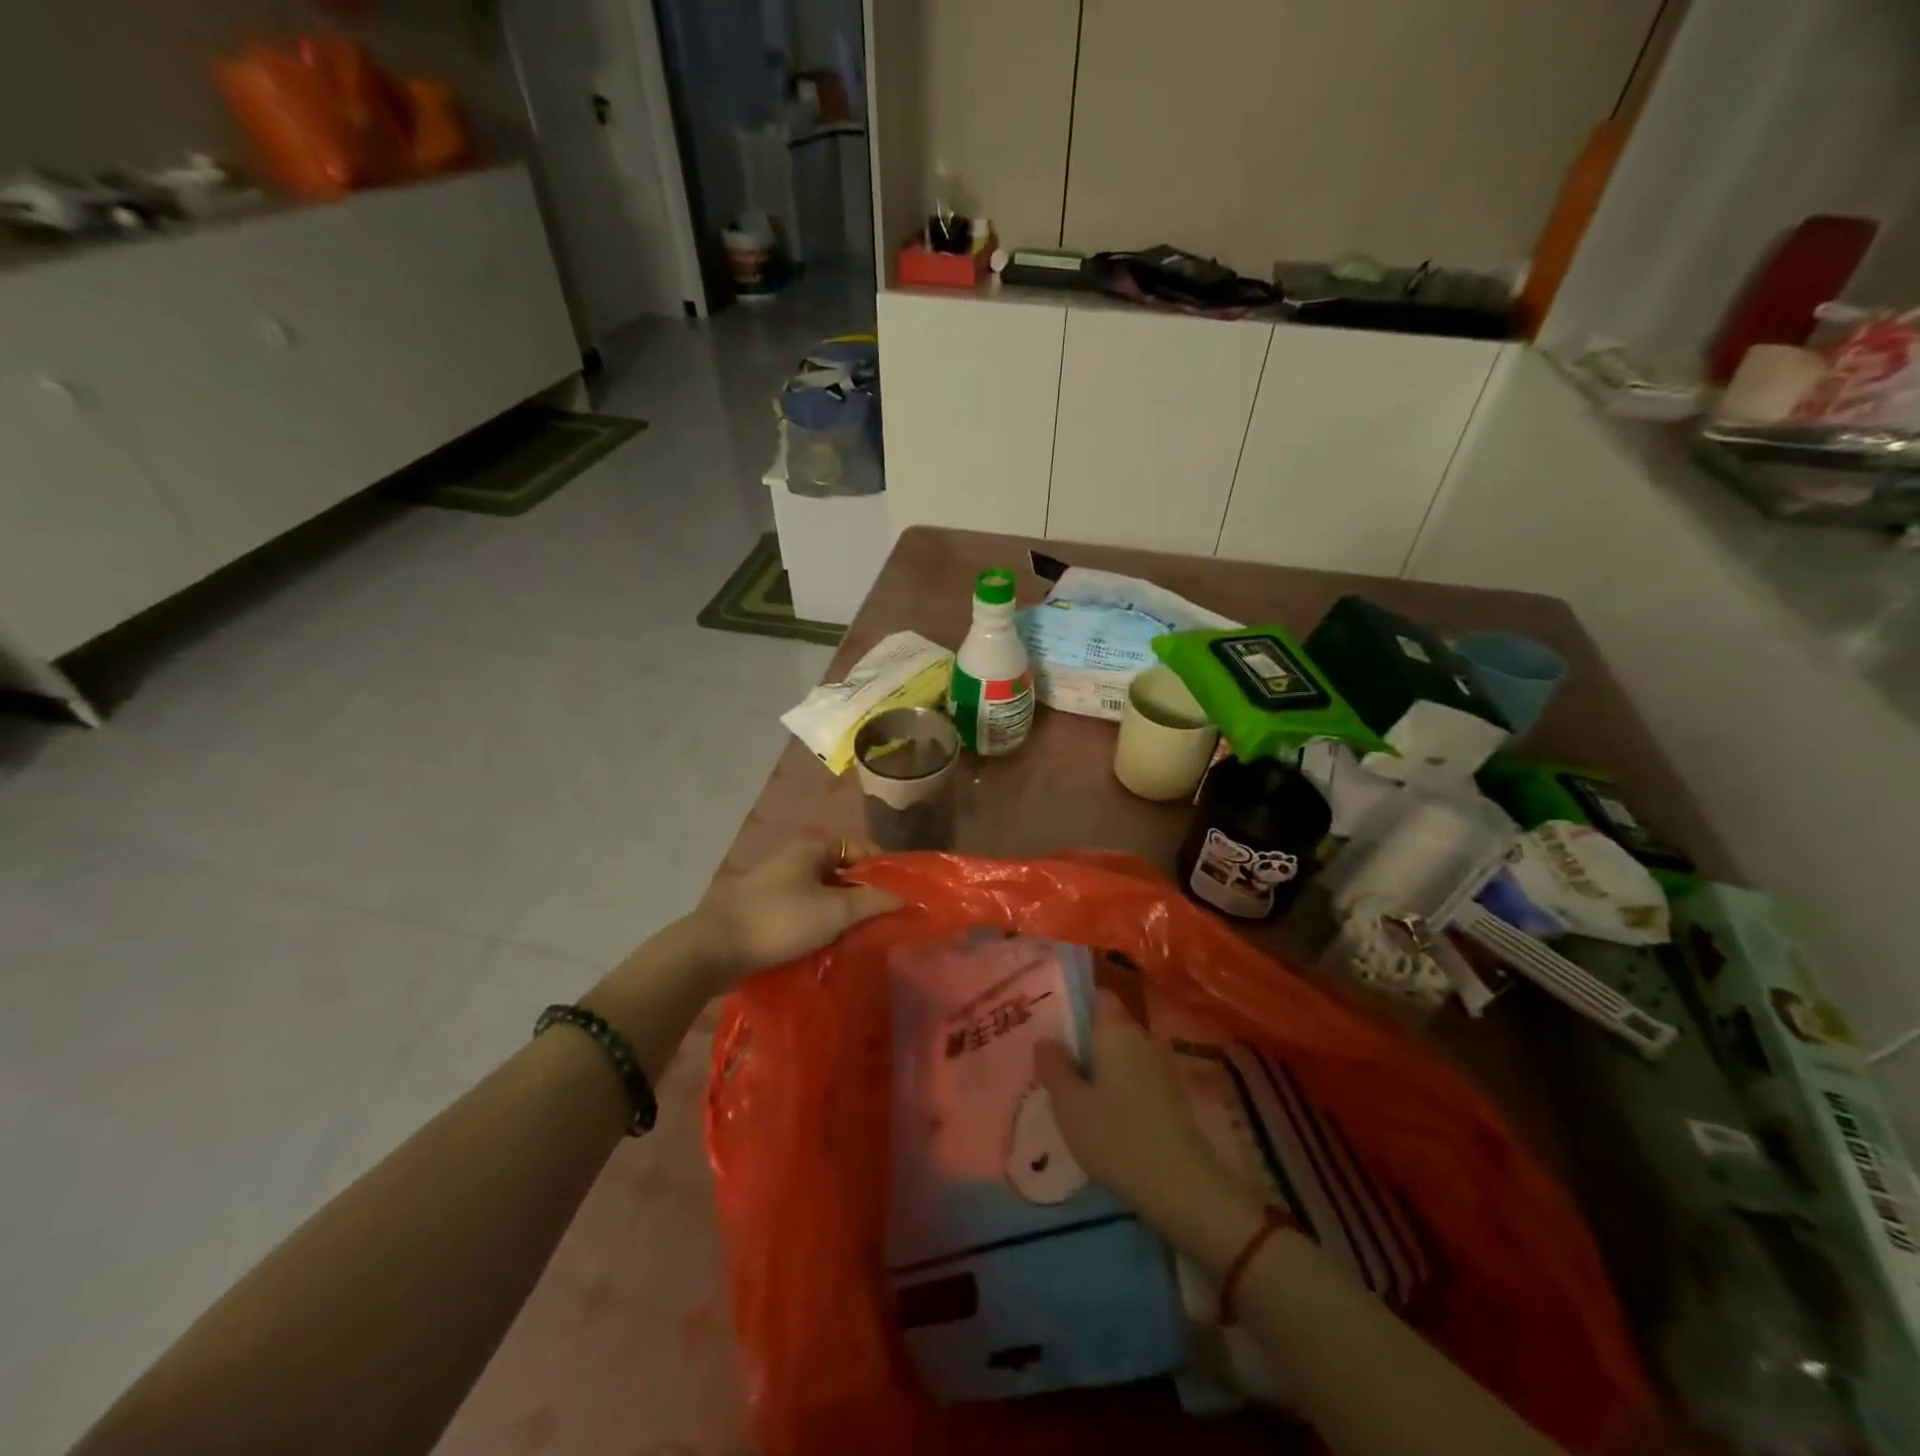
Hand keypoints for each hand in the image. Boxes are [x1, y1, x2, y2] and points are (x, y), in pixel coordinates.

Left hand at [689, 833, 900, 989]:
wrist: (715, 949)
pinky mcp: (767, 909)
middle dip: (863, 895)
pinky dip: (820, 924)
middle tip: (884, 921)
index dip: (883, 871)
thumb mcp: (835, 911)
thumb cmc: (780, 920)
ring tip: (862, 937)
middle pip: (842, 872)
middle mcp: (795, 857)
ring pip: (824, 894)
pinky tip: (832, 945)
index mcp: (811, 845)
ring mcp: (778, 883)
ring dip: (842, 913)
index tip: (900, 897)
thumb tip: (906, 897)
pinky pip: (805, 911)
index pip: (861, 849)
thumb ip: (874, 901)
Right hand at [1036, 990, 1248, 1249]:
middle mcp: (1140, 1037)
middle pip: (1106, 1024)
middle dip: (1080, 1036)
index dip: (1073, 1001)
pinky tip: (1097, 1110)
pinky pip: (1132, 1074)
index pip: (1096, 995)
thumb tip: (1046, 1040)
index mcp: (1116, 1029)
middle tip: (1049, 1055)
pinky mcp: (1168, 1095)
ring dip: (1097, 1063)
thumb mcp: (1070, 1104)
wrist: (1182, 1186)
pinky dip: (1114, 1084)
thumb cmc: (1117, 1136)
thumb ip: (1054, 1066)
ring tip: (1067, 1085)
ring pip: (1119, 1052)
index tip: (1047, 1017)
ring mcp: (1158, 1066)